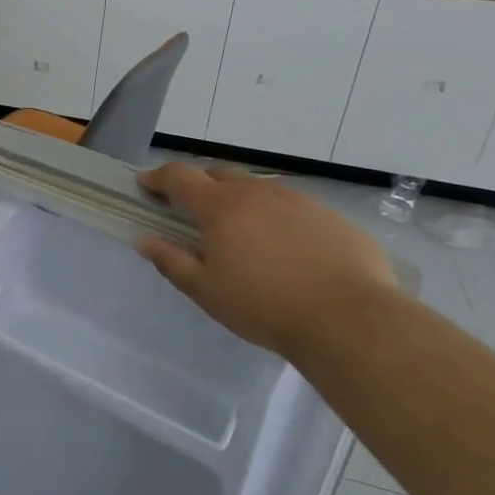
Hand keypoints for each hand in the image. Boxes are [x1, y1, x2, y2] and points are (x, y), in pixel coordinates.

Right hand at [136, 163, 394, 359]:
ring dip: (240, 201)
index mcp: (221, 206)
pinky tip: (286, 250)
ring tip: (242, 234)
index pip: (180, 177)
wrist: (351, 320)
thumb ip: (171, 261)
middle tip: (192, 212)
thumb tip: (144, 240)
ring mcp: (299, 201)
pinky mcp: (331, 217)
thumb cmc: (265, 306)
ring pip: (258, 189)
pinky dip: (277, 218)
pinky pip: (293, 207)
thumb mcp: (206, 291)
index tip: (145, 185)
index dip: (158, 177)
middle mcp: (258, 192)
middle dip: (199, 186)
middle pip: (219, 174)